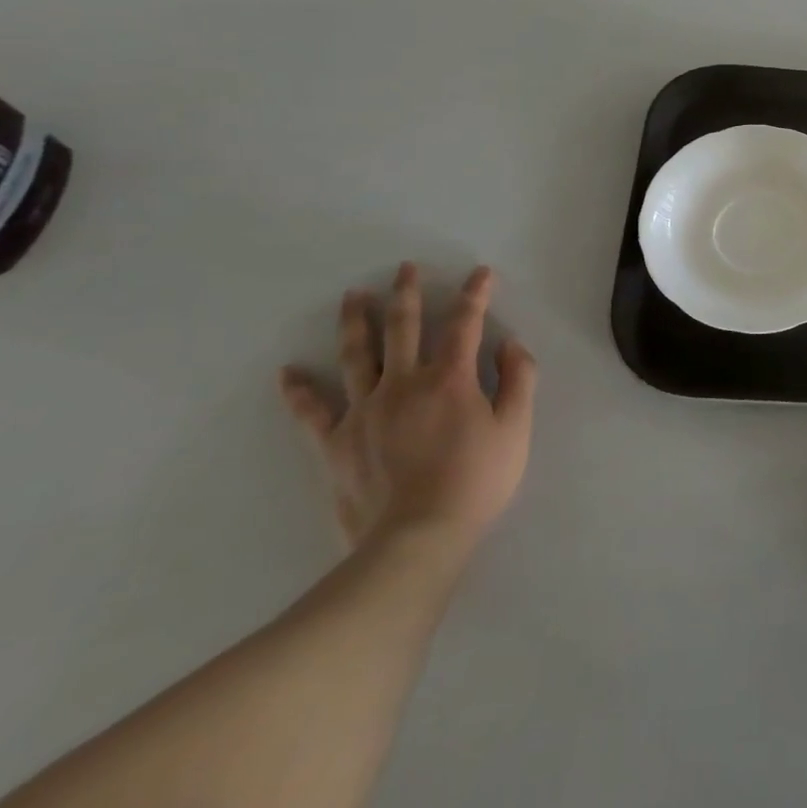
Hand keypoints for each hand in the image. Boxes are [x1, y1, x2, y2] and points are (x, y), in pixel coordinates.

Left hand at [280, 262, 536, 551]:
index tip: (480, 273)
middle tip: (405, 268)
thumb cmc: (476, 481)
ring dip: (355, 322)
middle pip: (404, 327)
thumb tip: (509, 344)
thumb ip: (518, 379)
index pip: (465, 323)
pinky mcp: (336, 443)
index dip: (475, 295)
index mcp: (450, 378)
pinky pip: (312, 412)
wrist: (417, 539)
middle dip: (407, 293)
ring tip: (352, 296)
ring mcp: (364, 411)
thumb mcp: (516, 429)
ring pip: (357, 356)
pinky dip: (299, 391)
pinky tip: (288, 372)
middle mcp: (404, 383)